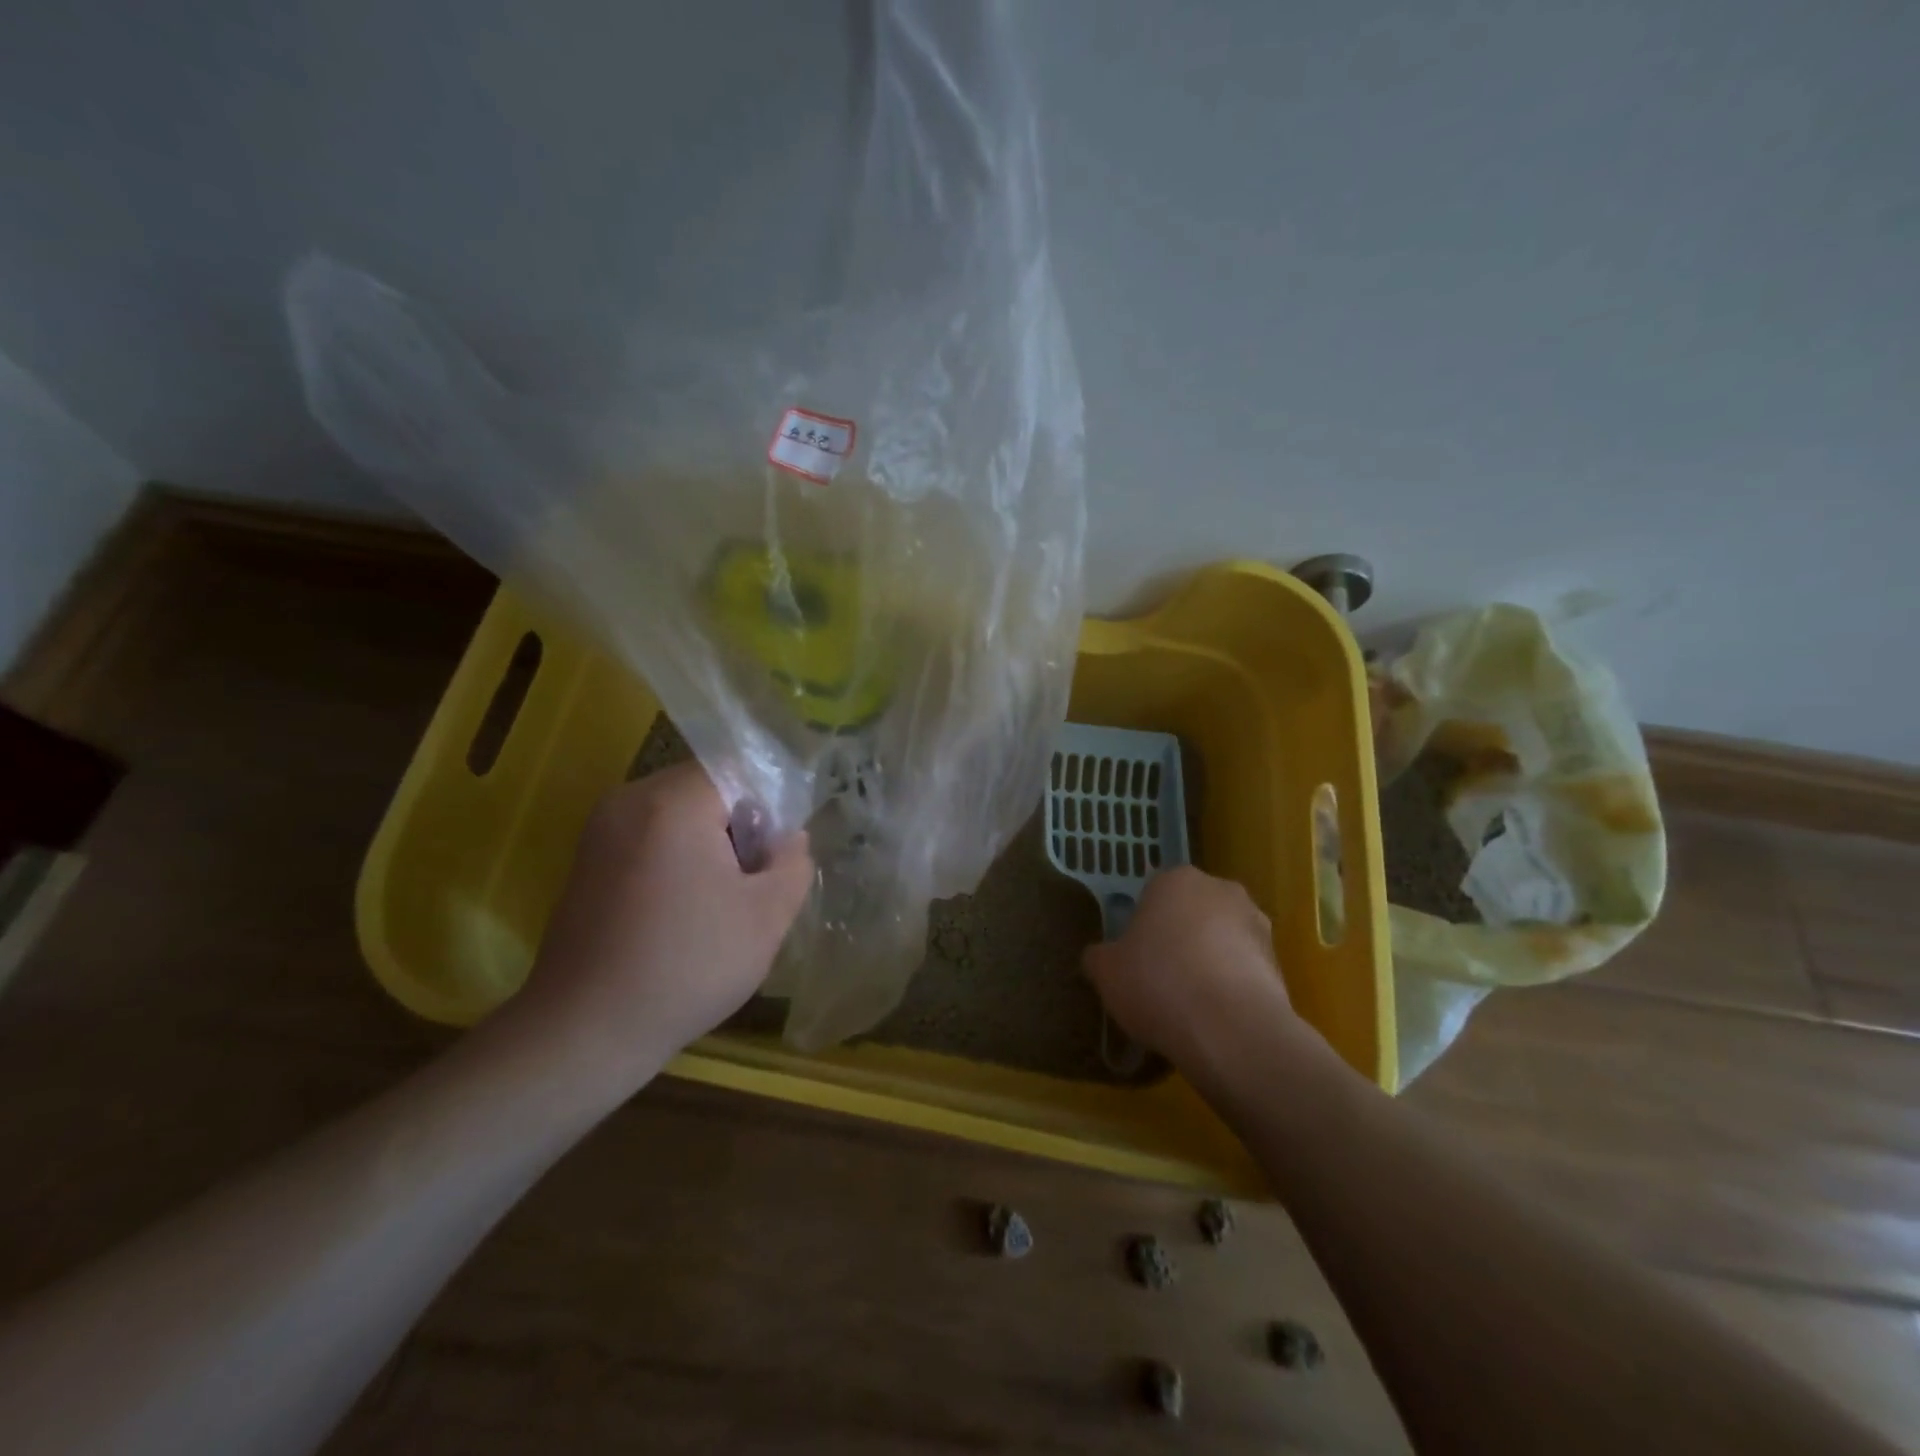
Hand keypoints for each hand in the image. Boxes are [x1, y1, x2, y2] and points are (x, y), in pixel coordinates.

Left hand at [517, 762, 811, 1079]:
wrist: (585, 1032)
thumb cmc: (687, 966)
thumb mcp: (767, 917)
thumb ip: (794, 863)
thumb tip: (788, 838)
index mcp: (672, 802)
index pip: (740, 769)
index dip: (771, 807)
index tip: (777, 856)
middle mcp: (629, 800)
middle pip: (707, 787)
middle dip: (740, 824)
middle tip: (753, 881)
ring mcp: (601, 829)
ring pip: (679, 812)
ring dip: (710, 842)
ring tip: (720, 899)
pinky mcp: (587, 859)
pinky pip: (650, 834)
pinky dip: (677, 856)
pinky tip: (683, 909)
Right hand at [1082, 867, 1310, 1079]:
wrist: (1231, 1031)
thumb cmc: (1158, 984)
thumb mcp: (1106, 972)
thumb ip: (1099, 956)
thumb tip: (1100, 957)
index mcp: (1176, 880)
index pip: (1153, 892)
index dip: (1143, 925)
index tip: (1136, 956)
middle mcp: (1221, 890)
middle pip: (1192, 911)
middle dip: (1180, 937)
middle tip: (1160, 977)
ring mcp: (1257, 924)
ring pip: (1222, 939)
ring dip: (1210, 961)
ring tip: (1191, 1005)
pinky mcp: (1280, 962)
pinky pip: (1244, 969)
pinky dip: (1232, 986)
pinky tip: (1216, 1018)